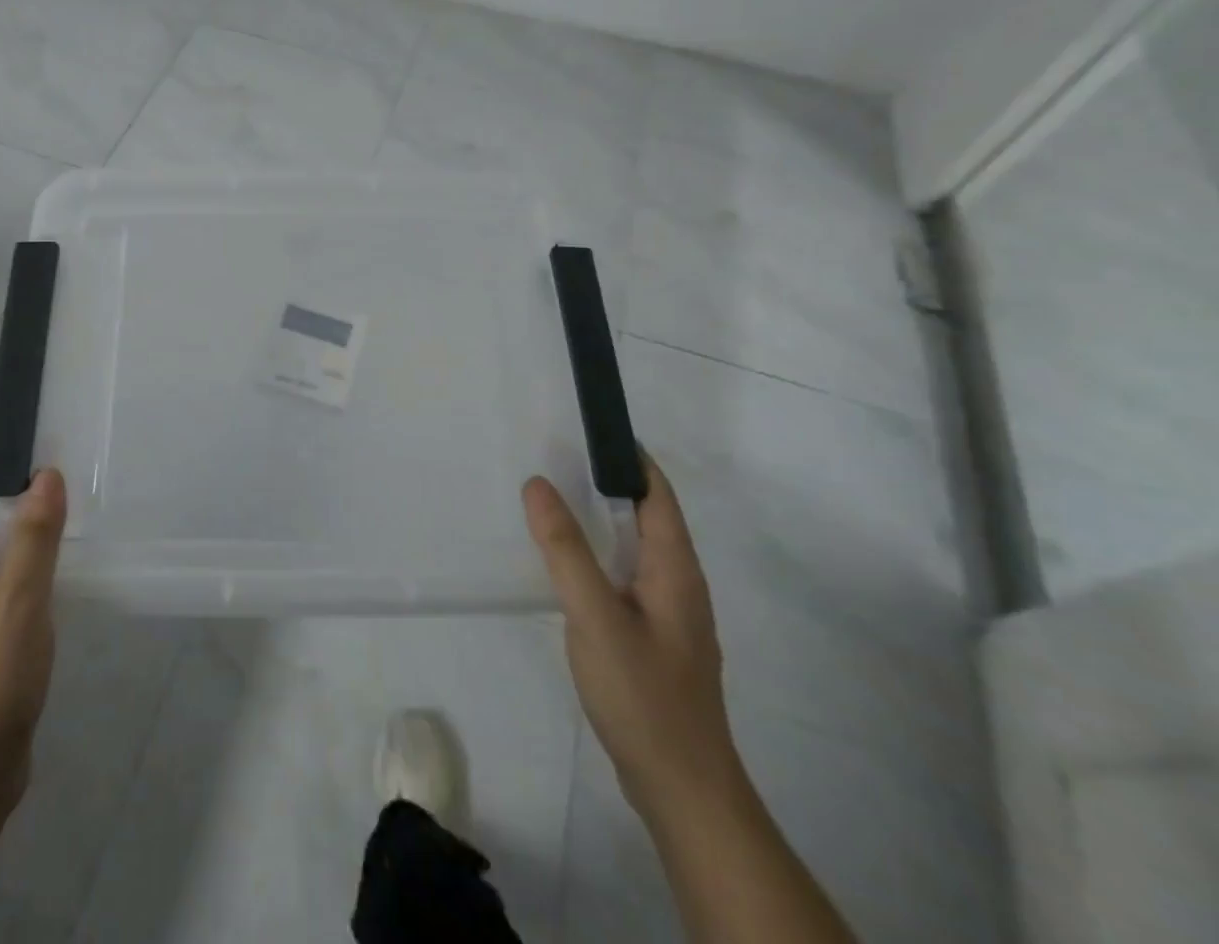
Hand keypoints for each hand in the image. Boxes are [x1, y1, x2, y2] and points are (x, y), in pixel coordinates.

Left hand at [0, 444, 66, 832]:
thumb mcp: (17, 608)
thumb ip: (33, 540)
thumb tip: (48, 474)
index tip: (24, 420)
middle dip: (13, 479)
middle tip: (62, 449)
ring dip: (26, 517)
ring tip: (69, 491)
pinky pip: (10, 575)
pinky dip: (33, 553)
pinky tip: (63, 554)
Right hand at [522, 455, 740, 823]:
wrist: (682, 790)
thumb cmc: (643, 695)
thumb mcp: (594, 615)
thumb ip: (565, 549)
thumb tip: (537, 483)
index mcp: (675, 569)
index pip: (658, 493)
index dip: (629, 457)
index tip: (588, 428)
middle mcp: (679, 584)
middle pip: (648, 517)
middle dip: (608, 484)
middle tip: (556, 458)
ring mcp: (670, 615)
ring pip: (636, 550)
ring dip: (603, 521)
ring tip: (555, 503)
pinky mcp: (655, 640)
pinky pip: (626, 578)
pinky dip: (600, 556)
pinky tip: (570, 568)